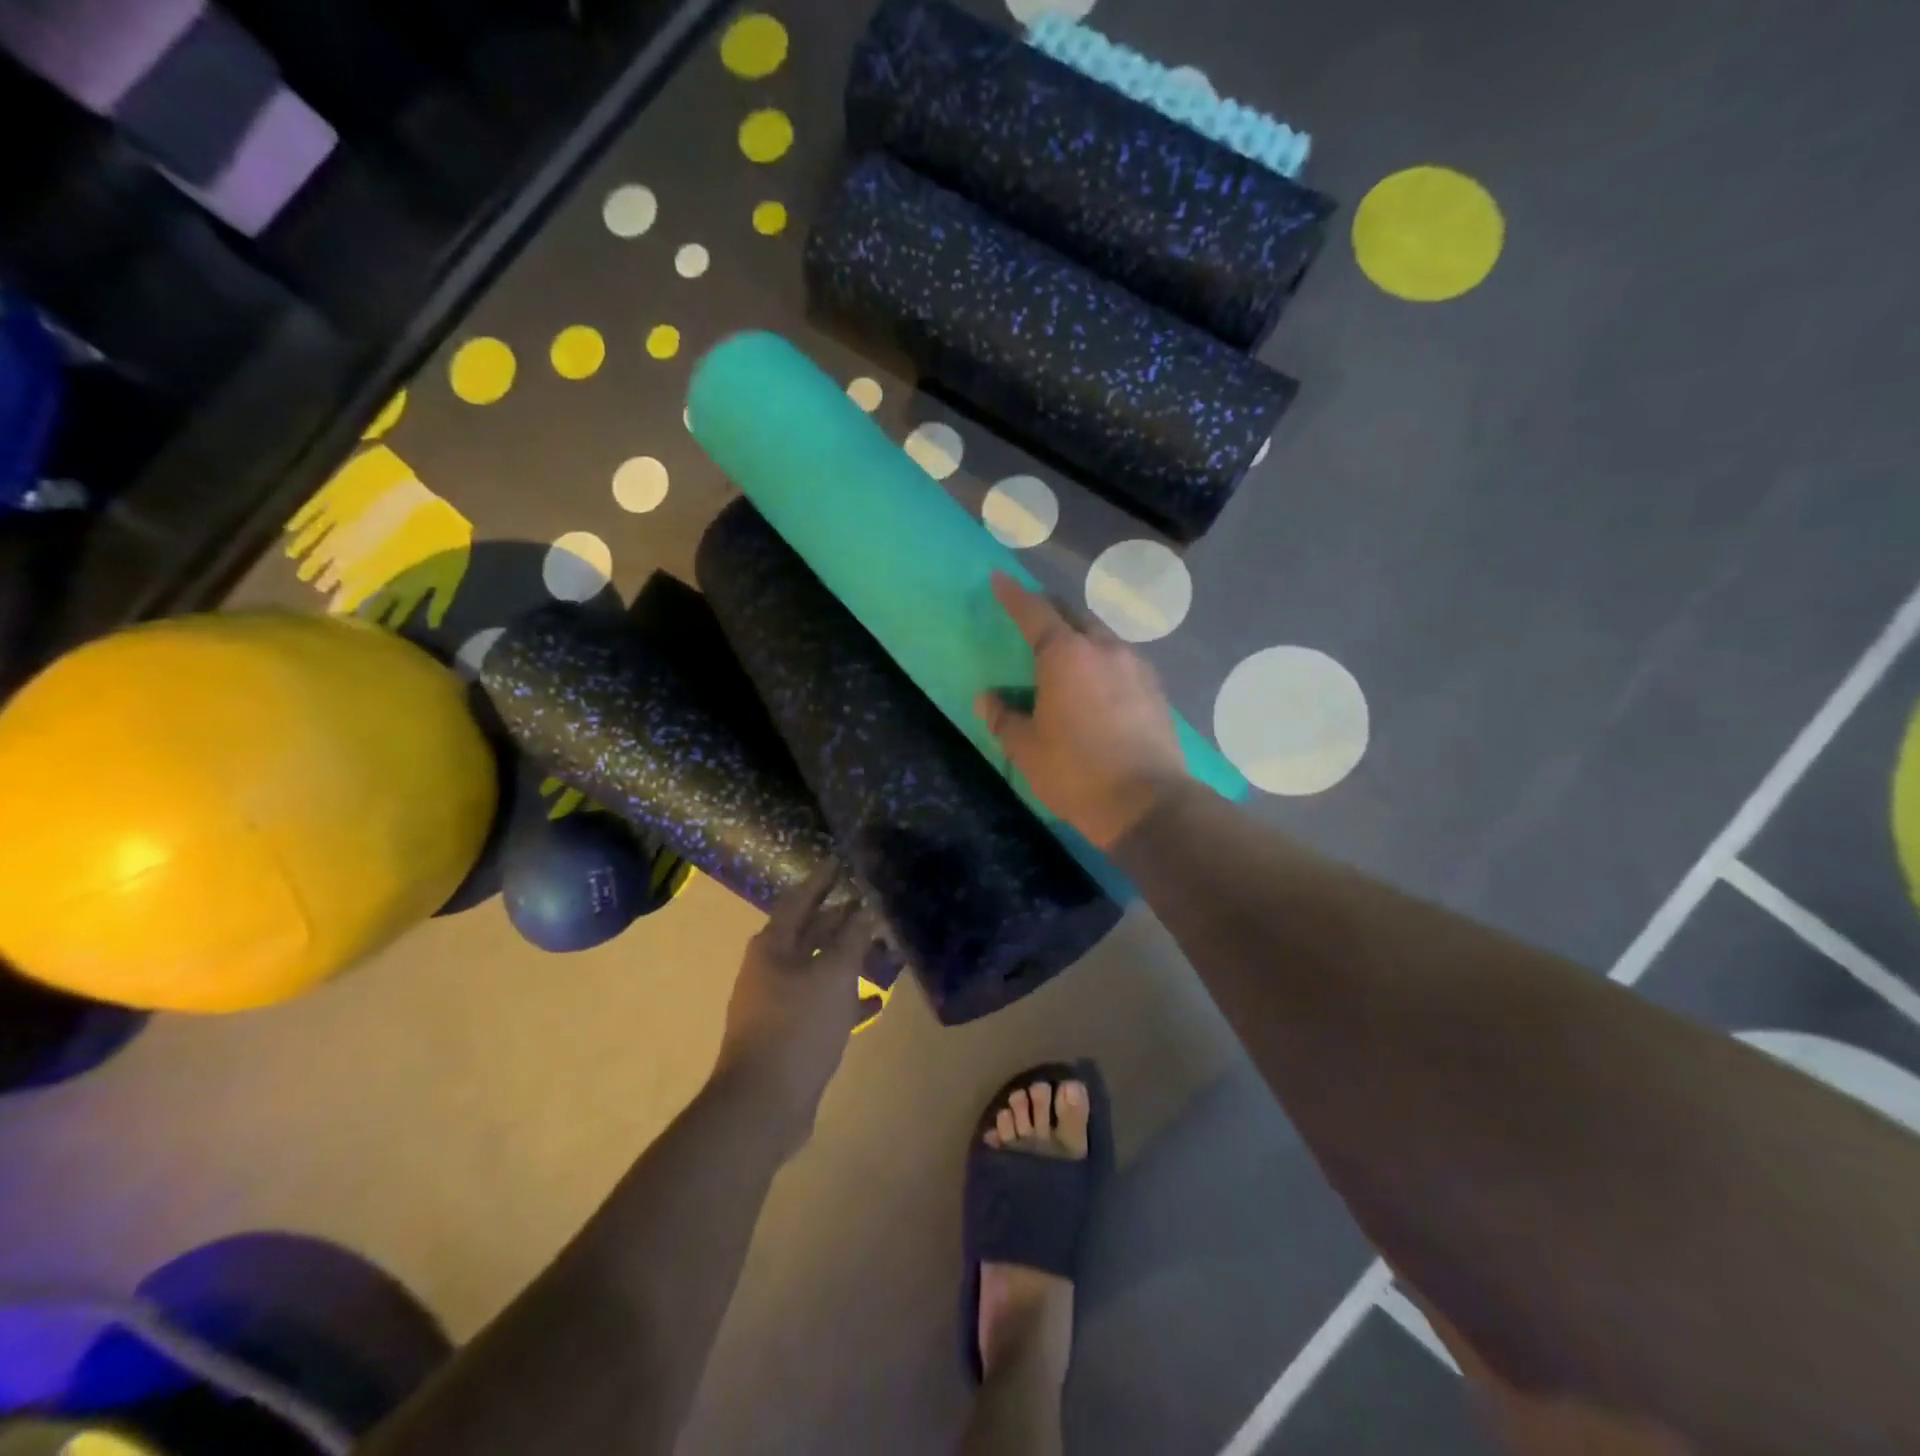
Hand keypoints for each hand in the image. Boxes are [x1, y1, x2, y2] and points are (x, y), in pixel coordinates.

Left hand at [714, 865, 880, 1135]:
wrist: (762, 1105)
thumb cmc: (797, 1027)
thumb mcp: (833, 976)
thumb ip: (852, 939)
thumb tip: (866, 907)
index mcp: (772, 946)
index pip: (800, 900)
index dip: (821, 880)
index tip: (840, 861)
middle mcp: (770, 969)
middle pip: (809, 934)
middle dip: (840, 922)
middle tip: (871, 906)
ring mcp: (777, 1004)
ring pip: (818, 971)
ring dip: (847, 961)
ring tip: (882, 951)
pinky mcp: (788, 1034)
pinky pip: (821, 1005)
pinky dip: (845, 1000)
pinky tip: (874, 1003)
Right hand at [975, 572, 1186, 850]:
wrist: (1147, 802)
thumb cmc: (1076, 772)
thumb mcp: (1027, 749)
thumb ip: (1004, 718)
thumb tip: (988, 699)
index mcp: (1065, 655)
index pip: (1034, 612)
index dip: (1014, 595)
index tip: (999, 580)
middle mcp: (1104, 649)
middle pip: (1074, 615)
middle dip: (1051, 610)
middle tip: (1033, 617)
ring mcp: (1136, 666)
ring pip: (1103, 636)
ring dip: (1081, 636)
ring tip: (1068, 653)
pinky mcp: (1156, 689)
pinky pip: (1123, 661)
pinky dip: (1104, 661)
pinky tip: (1099, 684)